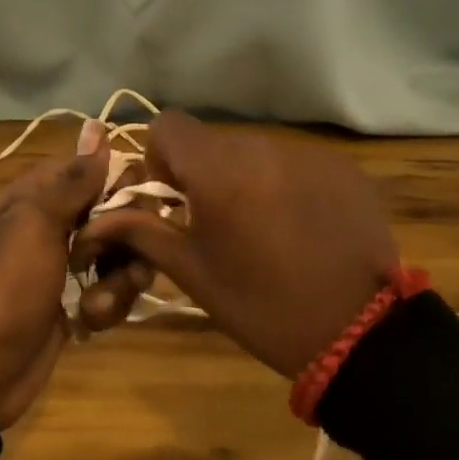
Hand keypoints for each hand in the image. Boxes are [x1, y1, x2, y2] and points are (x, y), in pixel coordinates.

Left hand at [0, 119, 108, 426]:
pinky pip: (117, 288)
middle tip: (108, 260)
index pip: (99, 167)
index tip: (128, 206)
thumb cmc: (11, 286)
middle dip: (127, 239)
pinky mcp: (84, 296)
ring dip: (119, 281)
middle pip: (121, 211)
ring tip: (95, 303)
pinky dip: (107, 305)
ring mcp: (74, 261)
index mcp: (43, 193)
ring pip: (126, 253)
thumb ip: (74, 179)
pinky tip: (88, 320)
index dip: (121, 184)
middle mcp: (62, 220)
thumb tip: (97, 126)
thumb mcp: (38, 224)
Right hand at [71, 112, 397, 378]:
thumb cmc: (262, 306)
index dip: (160, 157)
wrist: (361, 334)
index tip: (173, 200)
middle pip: (213, 140)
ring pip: (255, 151)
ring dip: (246, 178)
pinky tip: (303, 227)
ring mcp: (308, 154)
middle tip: (216, 223)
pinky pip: (296, 163)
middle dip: (204, 173)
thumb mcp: (195, 273)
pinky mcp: (343, 168)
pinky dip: (286, 185)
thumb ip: (144, 232)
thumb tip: (98, 219)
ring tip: (264, 229)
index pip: (168, 125)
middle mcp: (262, 146)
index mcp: (218, 169)